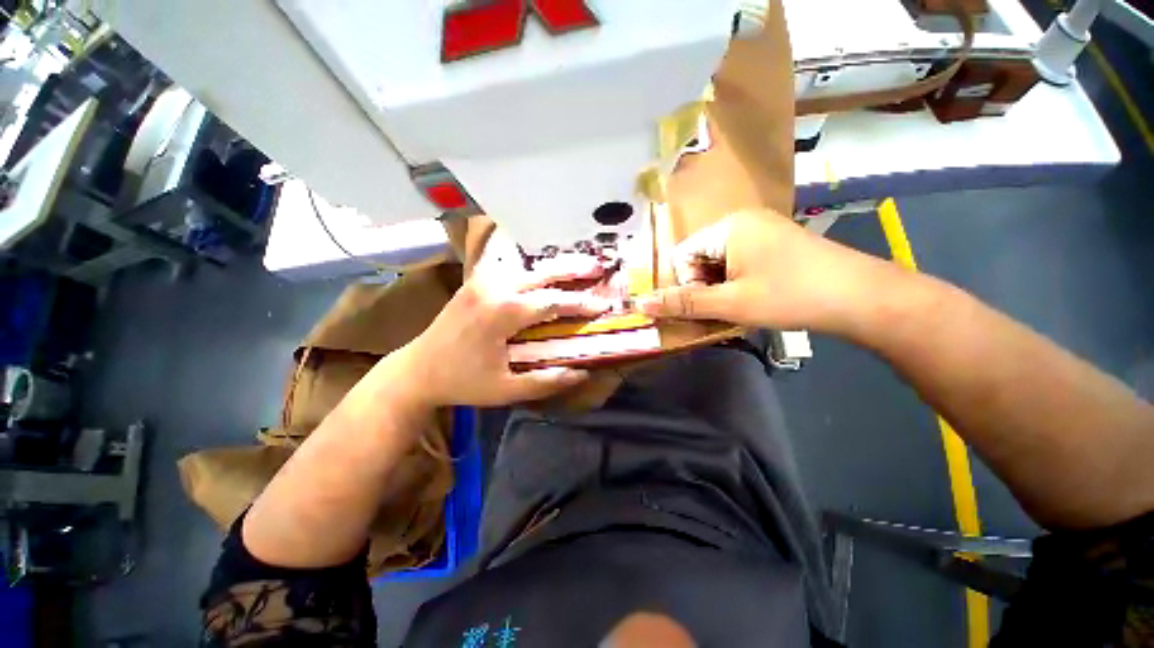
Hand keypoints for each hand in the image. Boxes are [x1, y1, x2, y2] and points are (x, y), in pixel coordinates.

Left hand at [394, 239, 612, 408]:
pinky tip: (541, 270)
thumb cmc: (462, 382)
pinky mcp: (474, 282)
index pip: (553, 301)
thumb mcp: (506, 390)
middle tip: (599, 268)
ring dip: (554, 266)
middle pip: (542, 273)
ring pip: (527, 266)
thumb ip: (546, 381)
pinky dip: (530, 266)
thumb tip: (582, 373)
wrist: (417, 370)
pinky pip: (509, 267)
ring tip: (577, 265)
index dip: (581, 303)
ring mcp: (482, 281)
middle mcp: (494, 288)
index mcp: (503, 313)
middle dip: (573, 270)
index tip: (603, 305)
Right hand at [637, 210, 883, 332]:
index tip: (708, 305)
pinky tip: (755, 298)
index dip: (687, 284)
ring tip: (740, 306)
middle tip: (724, 309)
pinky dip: (736, 283)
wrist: (862, 297)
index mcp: (727, 226)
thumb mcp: (731, 303)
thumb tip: (641, 304)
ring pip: (718, 263)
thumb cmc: (790, 295)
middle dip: (704, 287)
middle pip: (699, 258)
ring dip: (720, 288)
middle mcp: (741, 221)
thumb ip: (684, 303)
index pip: (682, 256)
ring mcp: (760, 230)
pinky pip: (738, 263)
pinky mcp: (774, 243)